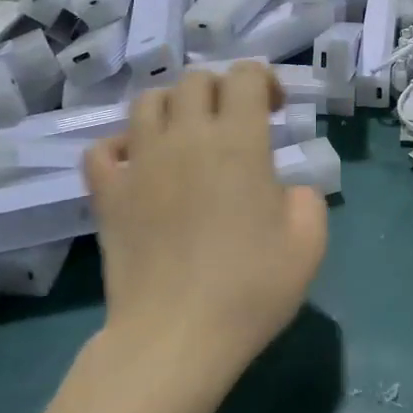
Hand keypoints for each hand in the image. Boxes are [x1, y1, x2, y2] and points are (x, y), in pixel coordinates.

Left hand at [83, 64, 327, 387]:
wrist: (176, 337)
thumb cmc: (250, 289)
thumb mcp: (309, 243)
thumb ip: (307, 199)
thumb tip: (286, 189)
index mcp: (238, 141)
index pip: (244, 75)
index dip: (263, 80)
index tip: (275, 110)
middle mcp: (186, 137)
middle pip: (195, 80)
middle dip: (220, 90)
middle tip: (235, 124)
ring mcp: (140, 162)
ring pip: (147, 101)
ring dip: (173, 108)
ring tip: (186, 137)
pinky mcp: (107, 194)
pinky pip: (103, 149)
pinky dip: (121, 147)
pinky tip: (139, 166)